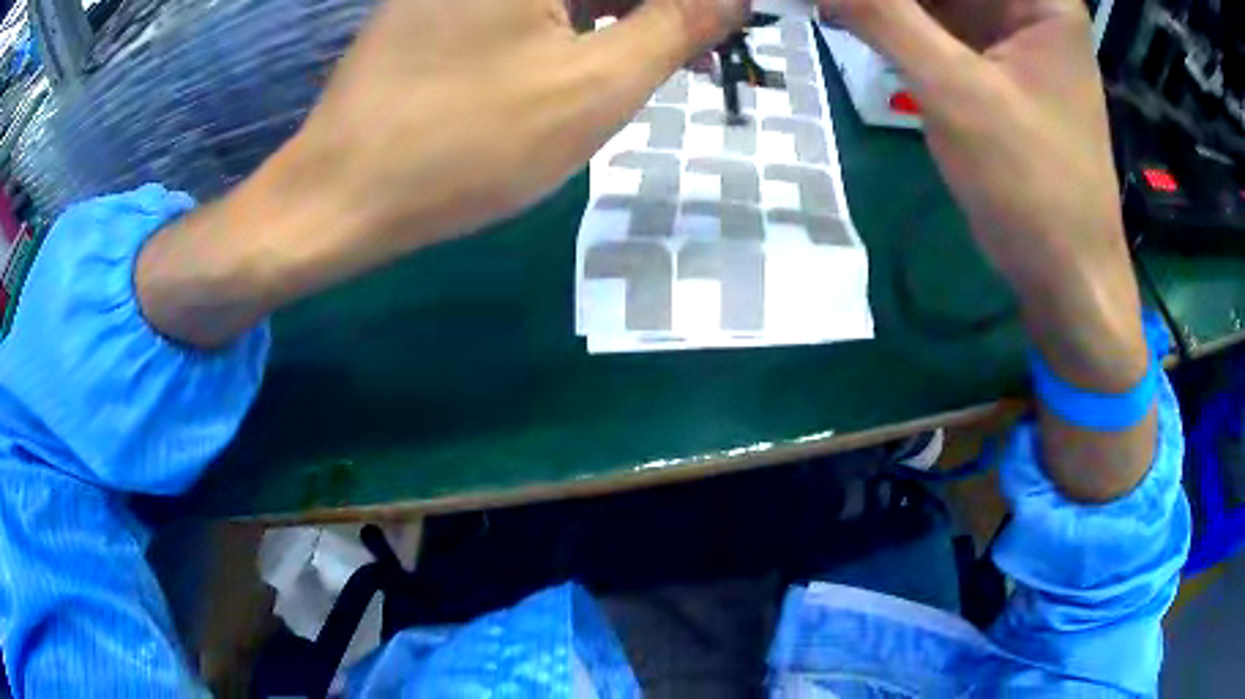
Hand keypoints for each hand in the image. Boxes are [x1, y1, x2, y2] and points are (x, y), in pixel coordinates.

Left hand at [138, 0, 746, 347]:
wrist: (340, 194)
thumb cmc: (466, 144)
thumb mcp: (596, 85)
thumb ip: (677, 24)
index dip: (693, 5)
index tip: (721, 30)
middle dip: (660, 9)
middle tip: (705, 49)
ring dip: (623, 14)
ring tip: (668, 57)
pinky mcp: (439, 4)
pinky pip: (527, 2)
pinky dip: (574, 20)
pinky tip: (600, 51)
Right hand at [822, 0, 1153, 500]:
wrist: (1067, 278)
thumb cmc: (1033, 186)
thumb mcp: (955, 92)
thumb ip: (883, 15)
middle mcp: (1027, 3)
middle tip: (823, 3)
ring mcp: (1011, 33)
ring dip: (883, 4)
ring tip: (825, 9)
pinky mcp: (994, 64)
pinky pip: (935, 23)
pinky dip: (892, 21)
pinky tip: (845, 18)